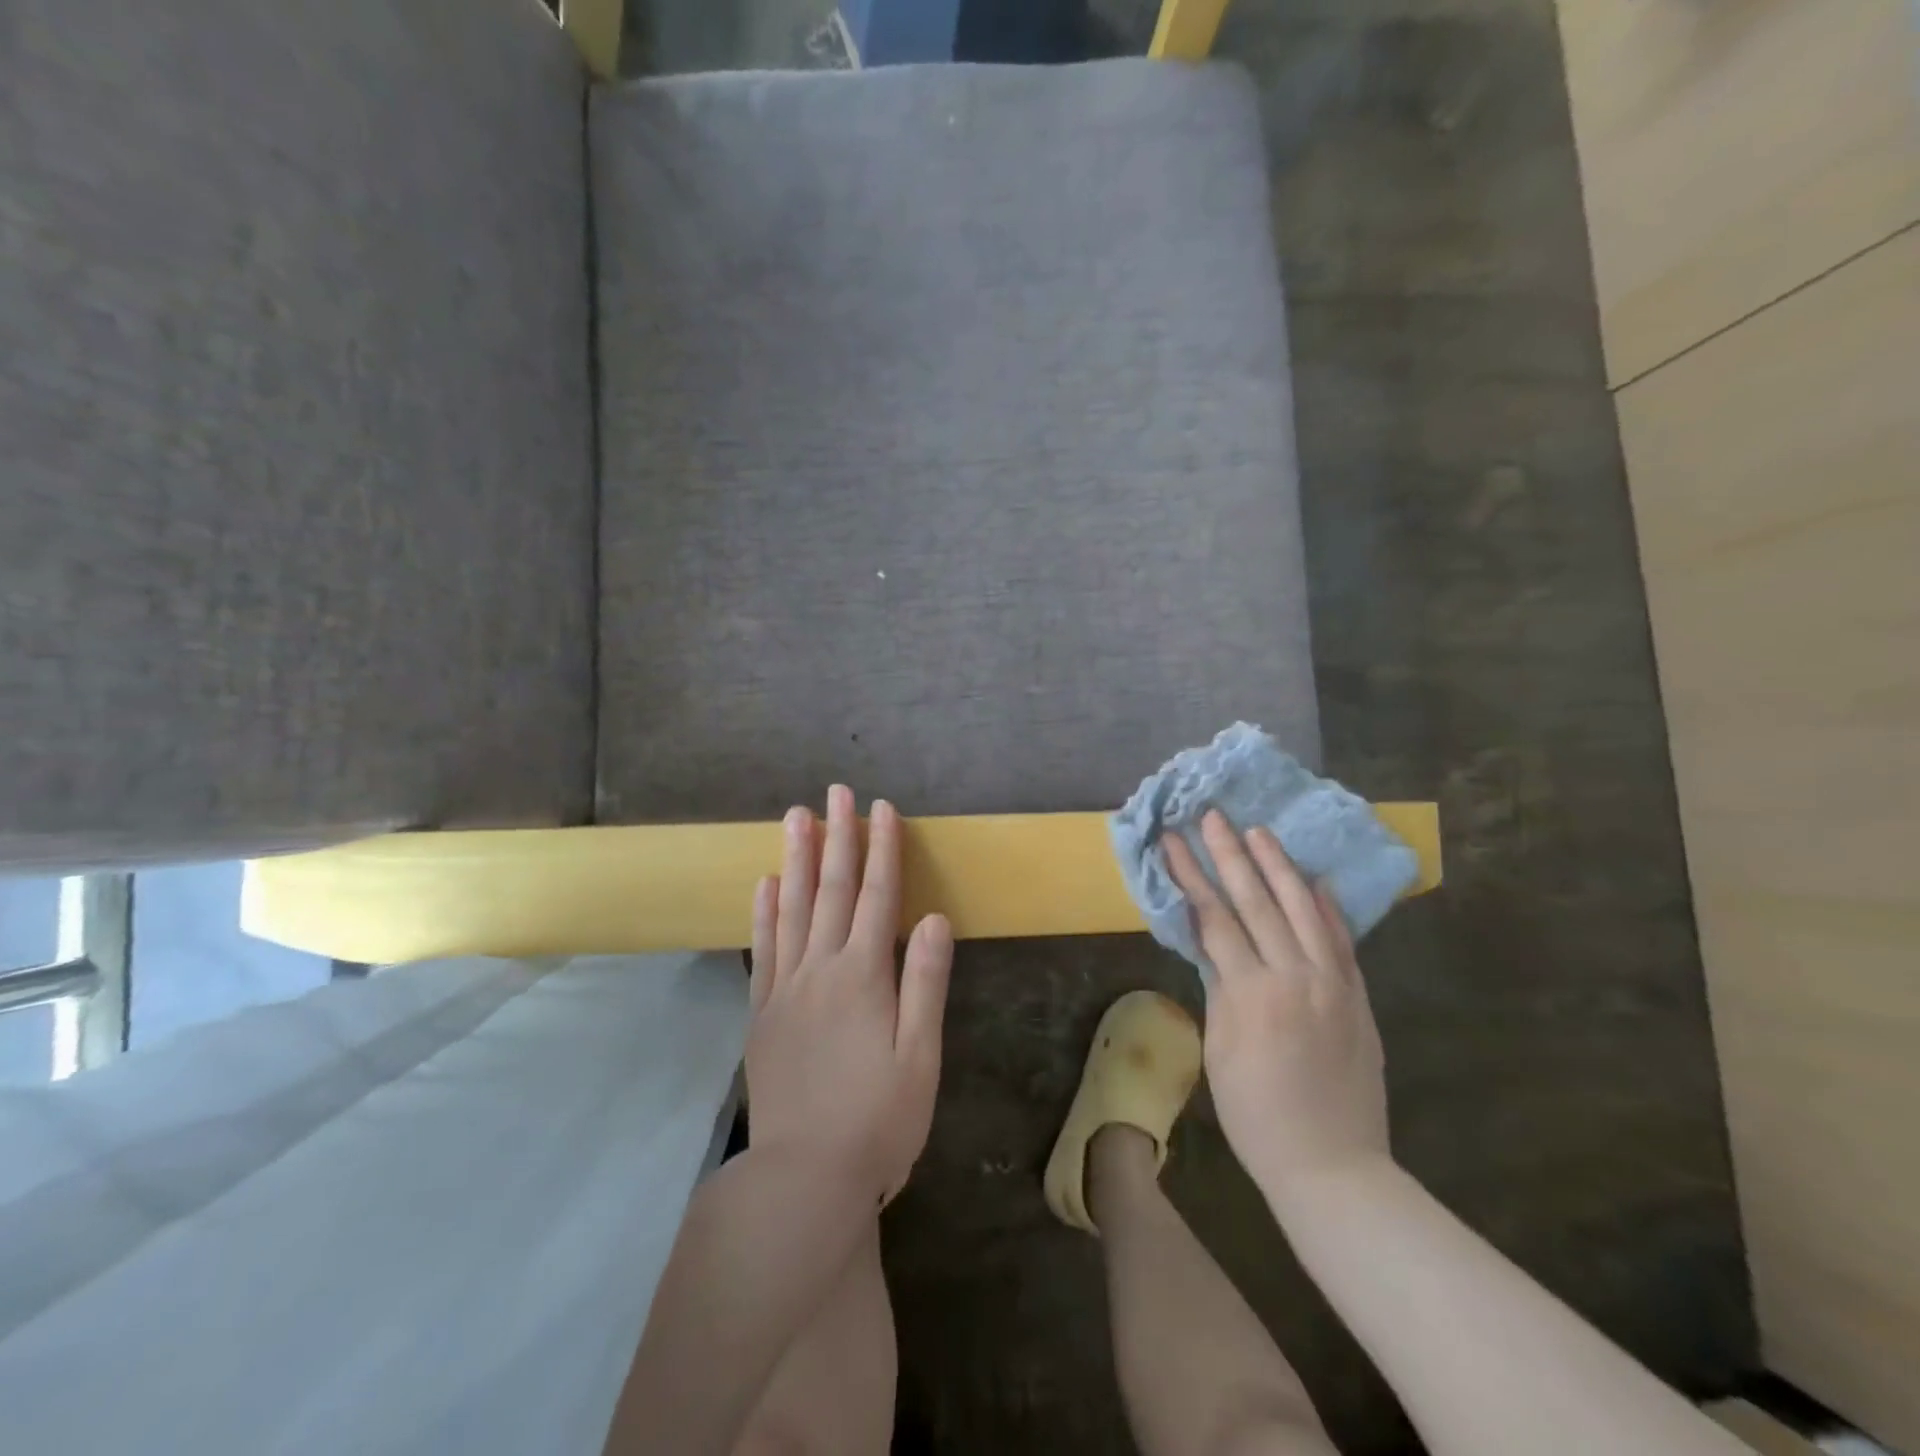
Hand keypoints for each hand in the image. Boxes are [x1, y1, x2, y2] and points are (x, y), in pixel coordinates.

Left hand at [746, 785, 953, 1205]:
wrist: (804, 1179)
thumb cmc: (879, 1121)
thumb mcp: (921, 1057)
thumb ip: (926, 983)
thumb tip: (935, 918)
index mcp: (865, 977)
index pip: (877, 897)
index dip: (882, 850)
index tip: (883, 808)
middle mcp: (821, 970)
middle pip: (831, 890)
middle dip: (838, 837)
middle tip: (836, 792)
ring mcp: (786, 989)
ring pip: (791, 908)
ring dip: (796, 859)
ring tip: (795, 816)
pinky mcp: (763, 1013)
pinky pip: (762, 949)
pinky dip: (763, 911)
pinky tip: (763, 883)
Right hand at [1165, 810, 1390, 1197]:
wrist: (1333, 1165)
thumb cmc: (1257, 1115)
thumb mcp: (1220, 1050)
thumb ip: (1220, 988)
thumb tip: (1212, 943)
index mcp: (1253, 993)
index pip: (1215, 918)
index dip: (1191, 876)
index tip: (1174, 840)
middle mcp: (1296, 976)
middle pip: (1257, 901)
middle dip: (1231, 854)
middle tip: (1214, 816)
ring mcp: (1334, 983)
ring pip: (1304, 908)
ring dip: (1278, 866)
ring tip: (1259, 831)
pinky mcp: (1358, 995)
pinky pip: (1342, 939)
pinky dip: (1327, 905)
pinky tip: (1315, 878)